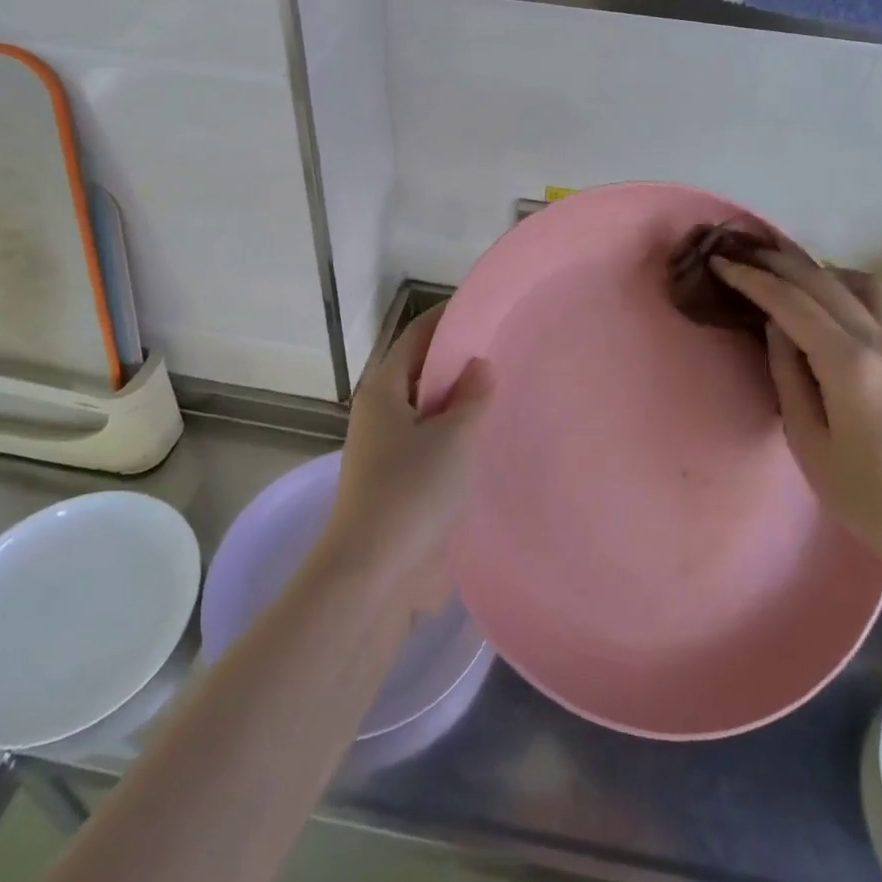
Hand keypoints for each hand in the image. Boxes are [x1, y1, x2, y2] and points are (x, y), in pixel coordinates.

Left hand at [322, 305, 492, 607]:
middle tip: (505, 346)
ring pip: (429, 411)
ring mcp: (390, 451)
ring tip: (506, 387)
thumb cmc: (411, 492)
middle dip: (458, 359)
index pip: (416, 337)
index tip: (482, 306)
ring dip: (461, 400)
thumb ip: (470, 396)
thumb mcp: (452, 437)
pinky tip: (492, 438)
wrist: (375, 575)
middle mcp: (382, 414)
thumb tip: (479, 364)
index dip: (446, 318)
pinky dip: (459, 435)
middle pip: (421, 372)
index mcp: (383, 391)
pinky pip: (434, 444)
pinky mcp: (402, 483)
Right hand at [710, 245, 881, 576]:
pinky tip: (842, 308)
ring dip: (824, 271)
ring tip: (794, 280)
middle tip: (745, 254)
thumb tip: (776, 327)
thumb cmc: (868, 495)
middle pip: (824, 281)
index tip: (721, 263)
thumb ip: (788, 375)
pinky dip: (857, 291)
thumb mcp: (809, 442)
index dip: (752, 279)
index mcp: (848, 363)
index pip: (790, 303)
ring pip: (863, 282)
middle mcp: (879, 340)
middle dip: (779, 262)